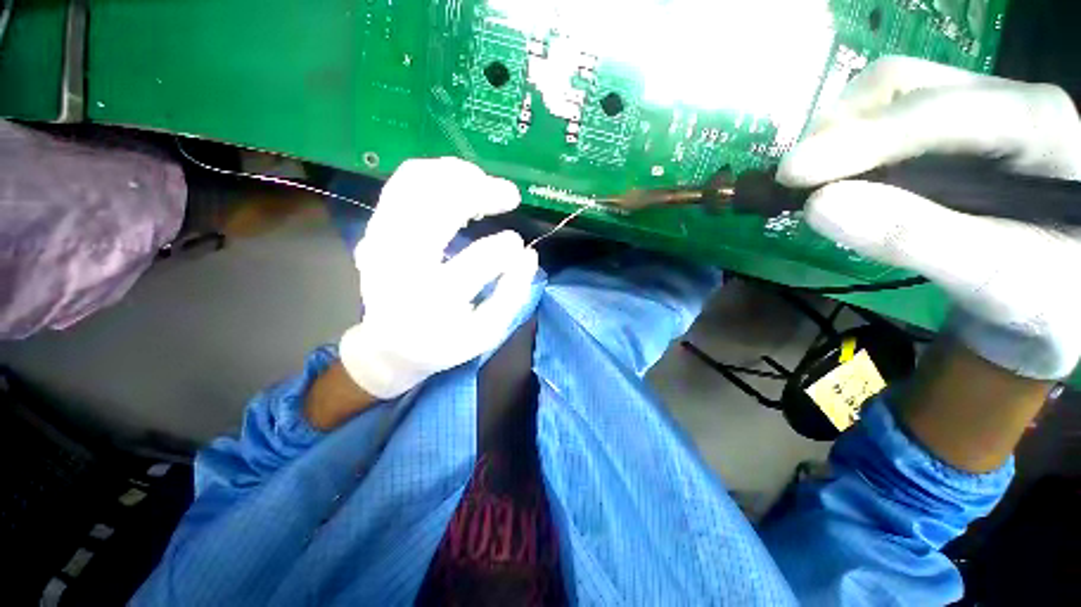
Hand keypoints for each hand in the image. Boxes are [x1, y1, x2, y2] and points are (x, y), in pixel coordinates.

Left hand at [338, 158, 537, 398]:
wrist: (390, 346)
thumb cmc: (444, 343)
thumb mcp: (486, 333)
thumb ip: (511, 296)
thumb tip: (528, 255)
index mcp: (433, 300)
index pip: (477, 262)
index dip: (506, 248)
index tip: (519, 245)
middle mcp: (400, 265)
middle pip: (439, 208)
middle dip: (482, 191)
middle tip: (510, 195)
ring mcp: (381, 242)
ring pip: (416, 184)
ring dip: (457, 175)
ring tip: (484, 183)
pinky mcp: (375, 229)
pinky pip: (402, 184)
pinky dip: (434, 173)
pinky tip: (457, 182)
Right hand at [779, 56, 1080, 379]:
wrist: (1048, 299)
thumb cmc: (1038, 297)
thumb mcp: (992, 280)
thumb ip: (915, 238)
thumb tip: (817, 206)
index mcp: (1038, 125)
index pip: (938, 110)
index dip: (862, 137)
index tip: (792, 175)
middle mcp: (1000, 99)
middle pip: (900, 86)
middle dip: (839, 130)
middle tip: (796, 180)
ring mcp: (968, 111)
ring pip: (881, 99)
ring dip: (833, 138)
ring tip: (807, 182)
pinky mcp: (941, 135)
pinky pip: (877, 123)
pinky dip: (840, 149)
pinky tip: (828, 179)